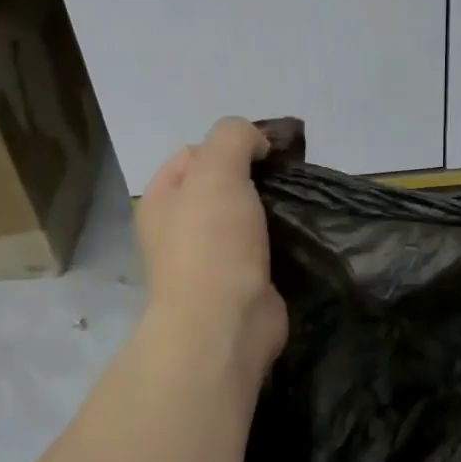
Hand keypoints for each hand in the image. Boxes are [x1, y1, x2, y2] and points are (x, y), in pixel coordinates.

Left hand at [136, 118, 287, 379]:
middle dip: (253, 179)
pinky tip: (299, 237)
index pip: (193, 154)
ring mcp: (208, 261)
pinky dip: (279, 242)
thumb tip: (256, 143)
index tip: (266, 153)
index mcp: (161, 200)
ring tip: (299, 205)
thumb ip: (234, 138)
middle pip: (220, 187)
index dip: (229, 146)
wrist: (224, 323)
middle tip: (288, 180)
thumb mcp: (217, 170)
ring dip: (269, 211)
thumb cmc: (212, 242)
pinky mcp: (239, 285)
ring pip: (244, 220)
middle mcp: (179, 229)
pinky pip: (261, 251)